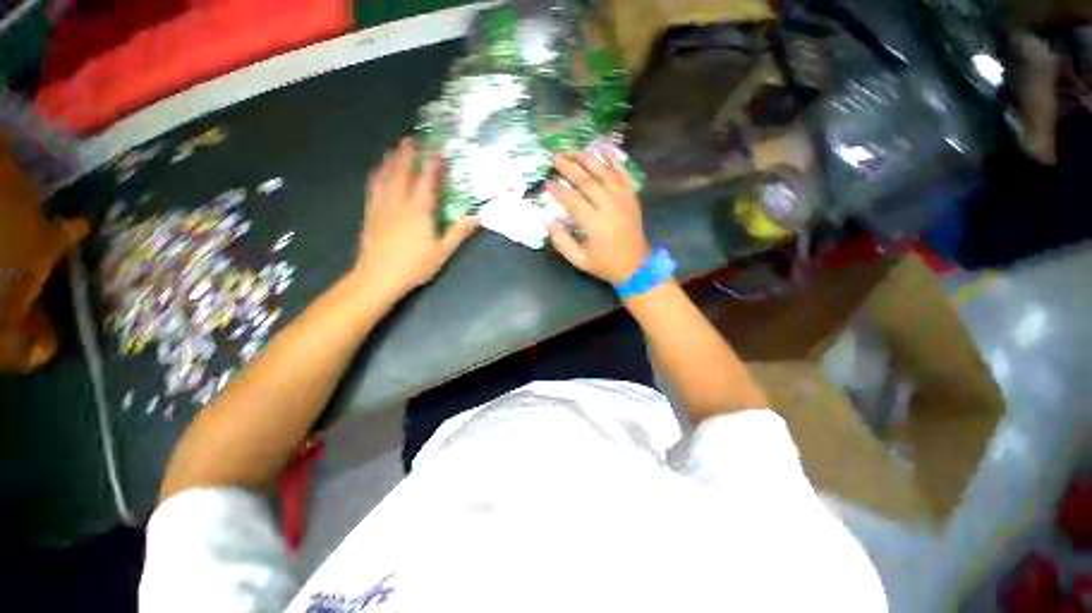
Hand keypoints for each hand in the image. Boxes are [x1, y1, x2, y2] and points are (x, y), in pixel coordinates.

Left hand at [352, 138, 478, 297]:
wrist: (377, 277)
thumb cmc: (414, 266)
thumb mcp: (442, 252)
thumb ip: (458, 232)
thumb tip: (477, 217)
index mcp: (419, 211)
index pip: (427, 182)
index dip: (432, 164)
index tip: (437, 149)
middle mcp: (399, 203)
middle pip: (402, 173)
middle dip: (408, 154)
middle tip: (412, 138)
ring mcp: (381, 206)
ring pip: (385, 176)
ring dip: (391, 160)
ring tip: (395, 148)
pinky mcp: (370, 213)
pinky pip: (373, 187)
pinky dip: (377, 174)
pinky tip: (378, 170)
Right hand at [547, 151, 650, 284]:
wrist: (636, 265)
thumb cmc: (605, 264)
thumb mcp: (579, 260)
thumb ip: (562, 242)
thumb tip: (550, 221)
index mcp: (595, 224)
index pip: (573, 200)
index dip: (558, 191)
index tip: (547, 184)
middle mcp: (609, 206)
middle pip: (587, 180)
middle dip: (569, 167)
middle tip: (554, 158)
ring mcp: (623, 199)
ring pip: (604, 171)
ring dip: (587, 158)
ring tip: (571, 150)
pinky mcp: (631, 196)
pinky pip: (622, 172)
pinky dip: (613, 158)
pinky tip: (602, 147)